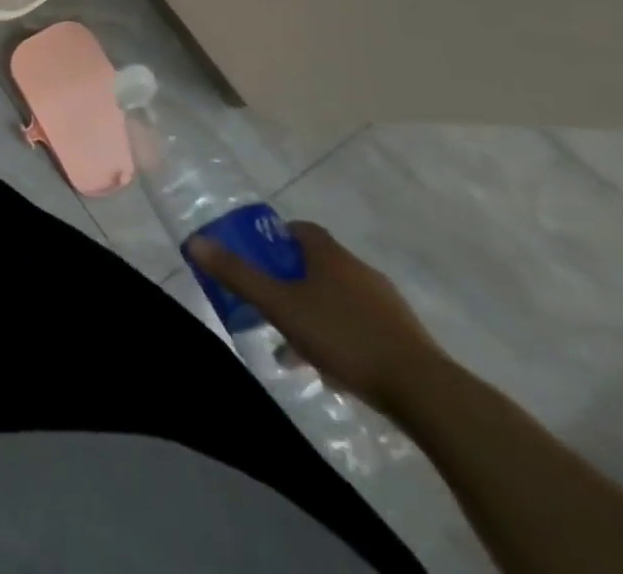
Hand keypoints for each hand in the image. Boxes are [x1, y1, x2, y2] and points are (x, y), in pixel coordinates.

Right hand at [188, 220, 447, 415]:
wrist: (427, 393)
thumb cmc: (344, 336)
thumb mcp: (280, 306)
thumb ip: (238, 275)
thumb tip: (195, 242)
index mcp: (329, 255)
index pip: (300, 230)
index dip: (276, 239)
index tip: (259, 258)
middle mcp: (358, 270)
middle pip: (317, 266)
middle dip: (290, 283)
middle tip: (269, 305)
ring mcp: (386, 305)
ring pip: (337, 301)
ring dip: (312, 316)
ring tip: (293, 350)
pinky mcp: (404, 339)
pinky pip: (359, 327)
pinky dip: (339, 339)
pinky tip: (329, 371)